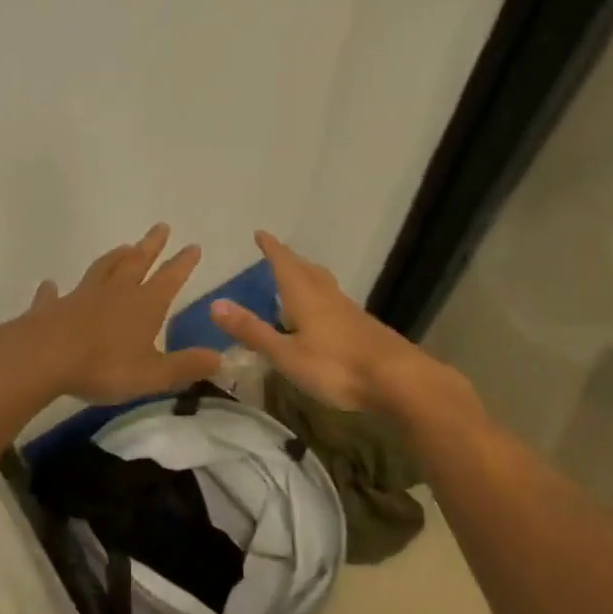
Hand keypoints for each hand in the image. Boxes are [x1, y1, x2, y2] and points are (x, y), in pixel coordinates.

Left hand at [23, 224, 224, 404]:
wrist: (44, 357)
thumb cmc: (104, 366)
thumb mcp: (153, 374)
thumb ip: (185, 366)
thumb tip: (220, 358)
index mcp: (145, 305)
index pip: (170, 278)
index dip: (183, 263)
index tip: (194, 245)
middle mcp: (116, 292)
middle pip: (137, 262)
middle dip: (152, 245)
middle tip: (161, 226)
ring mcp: (82, 296)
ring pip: (102, 269)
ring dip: (114, 257)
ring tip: (123, 246)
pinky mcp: (52, 308)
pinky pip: (54, 295)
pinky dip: (53, 289)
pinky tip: (50, 285)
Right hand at [207, 231, 432, 412]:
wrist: (398, 380)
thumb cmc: (336, 366)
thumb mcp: (286, 354)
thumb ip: (252, 331)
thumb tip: (214, 304)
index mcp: (306, 297)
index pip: (284, 264)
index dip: (271, 248)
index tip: (260, 233)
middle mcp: (328, 296)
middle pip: (307, 270)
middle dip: (289, 260)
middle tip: (276, 253)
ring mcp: (350, 311)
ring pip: (324, 285)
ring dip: (308, 276)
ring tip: (298, 278)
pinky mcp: (364, 328)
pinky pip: (336, 302)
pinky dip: (322, 297)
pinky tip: (324, 314)